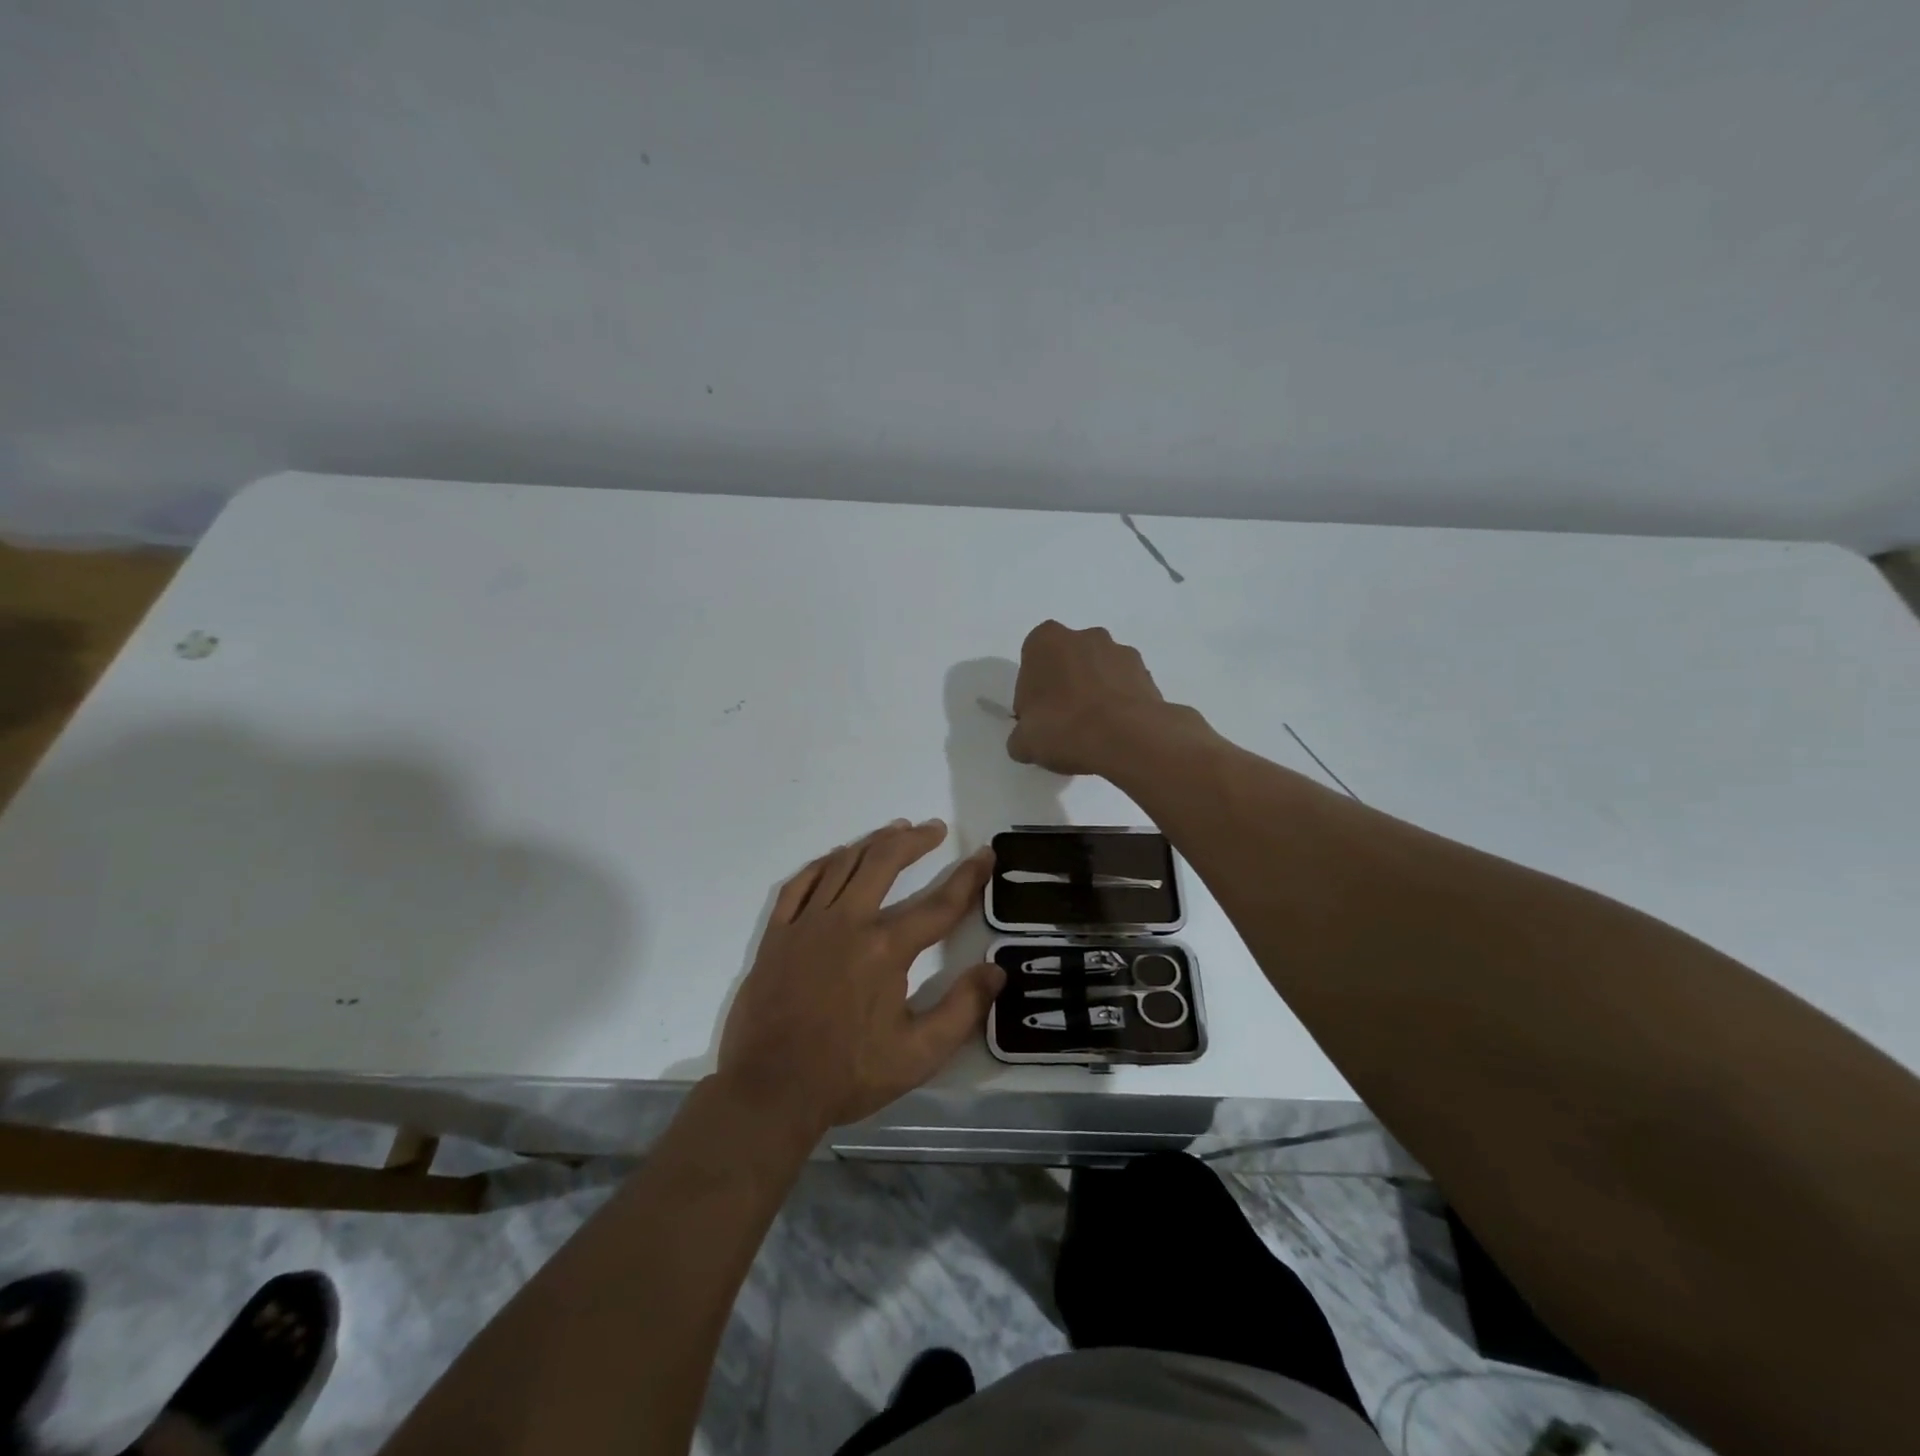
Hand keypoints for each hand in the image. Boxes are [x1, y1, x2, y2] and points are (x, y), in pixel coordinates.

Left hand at [716, 819, 1002, 1134]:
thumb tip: (996, 970)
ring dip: (873, 842)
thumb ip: (962, 1009)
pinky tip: (836, 857)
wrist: (769, 1090)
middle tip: (934, 829)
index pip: (939, 904)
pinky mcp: (777, 934)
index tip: (985, 853)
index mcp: (886, 949)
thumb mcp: (918, 1055)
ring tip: (895, 831)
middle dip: (915, 841)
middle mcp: (848, 923)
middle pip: (885, 863)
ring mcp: (807, 924)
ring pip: (843, 864)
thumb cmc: (848, 1074)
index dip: (968, 877)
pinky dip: (822, 864)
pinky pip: (800, 884)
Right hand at [1007, 620, 1194, 775]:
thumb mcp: (1024, 742)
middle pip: (1067, 662)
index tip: (1037, 719)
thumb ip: (1021, 736)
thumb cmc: (1064, 728)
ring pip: (1098, 671)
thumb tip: (1026, 740)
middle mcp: (1084, 636)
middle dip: (1065, 686)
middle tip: (1063, 724)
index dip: (1032, 693)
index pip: (1031, 663)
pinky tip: (1115, 732)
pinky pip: (1124, 687)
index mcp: (1046, 640)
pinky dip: (1119, 703)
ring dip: (1094, 693)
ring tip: (1094, 731)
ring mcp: (1120, 651)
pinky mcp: (1147, 673)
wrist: (1127, 737)